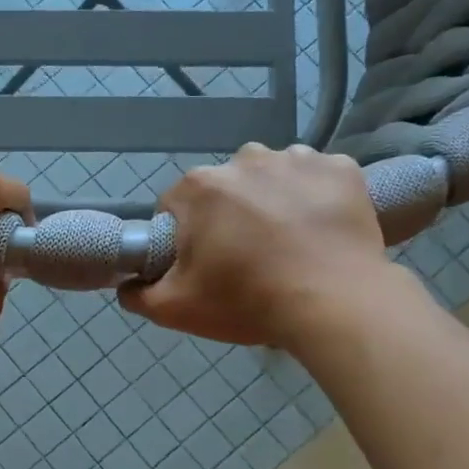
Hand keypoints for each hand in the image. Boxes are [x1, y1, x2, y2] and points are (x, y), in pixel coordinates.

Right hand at [120, 143, 393, 348]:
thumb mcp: (176, 309)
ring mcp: (297, 159)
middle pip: (224, 189)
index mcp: (199, 187)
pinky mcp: (341, 169)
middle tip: (247, 260)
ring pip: (272, 178)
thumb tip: (127, 284)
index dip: (185, 238)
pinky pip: (317, 178)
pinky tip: (320, 231)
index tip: (203, 265)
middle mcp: (244, 159)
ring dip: (272, 202)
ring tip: (289, 245)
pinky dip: (315, 198)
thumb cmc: (247, 301)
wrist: (334, 304)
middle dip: (228, 217)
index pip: (176, 207)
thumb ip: (138, 294)